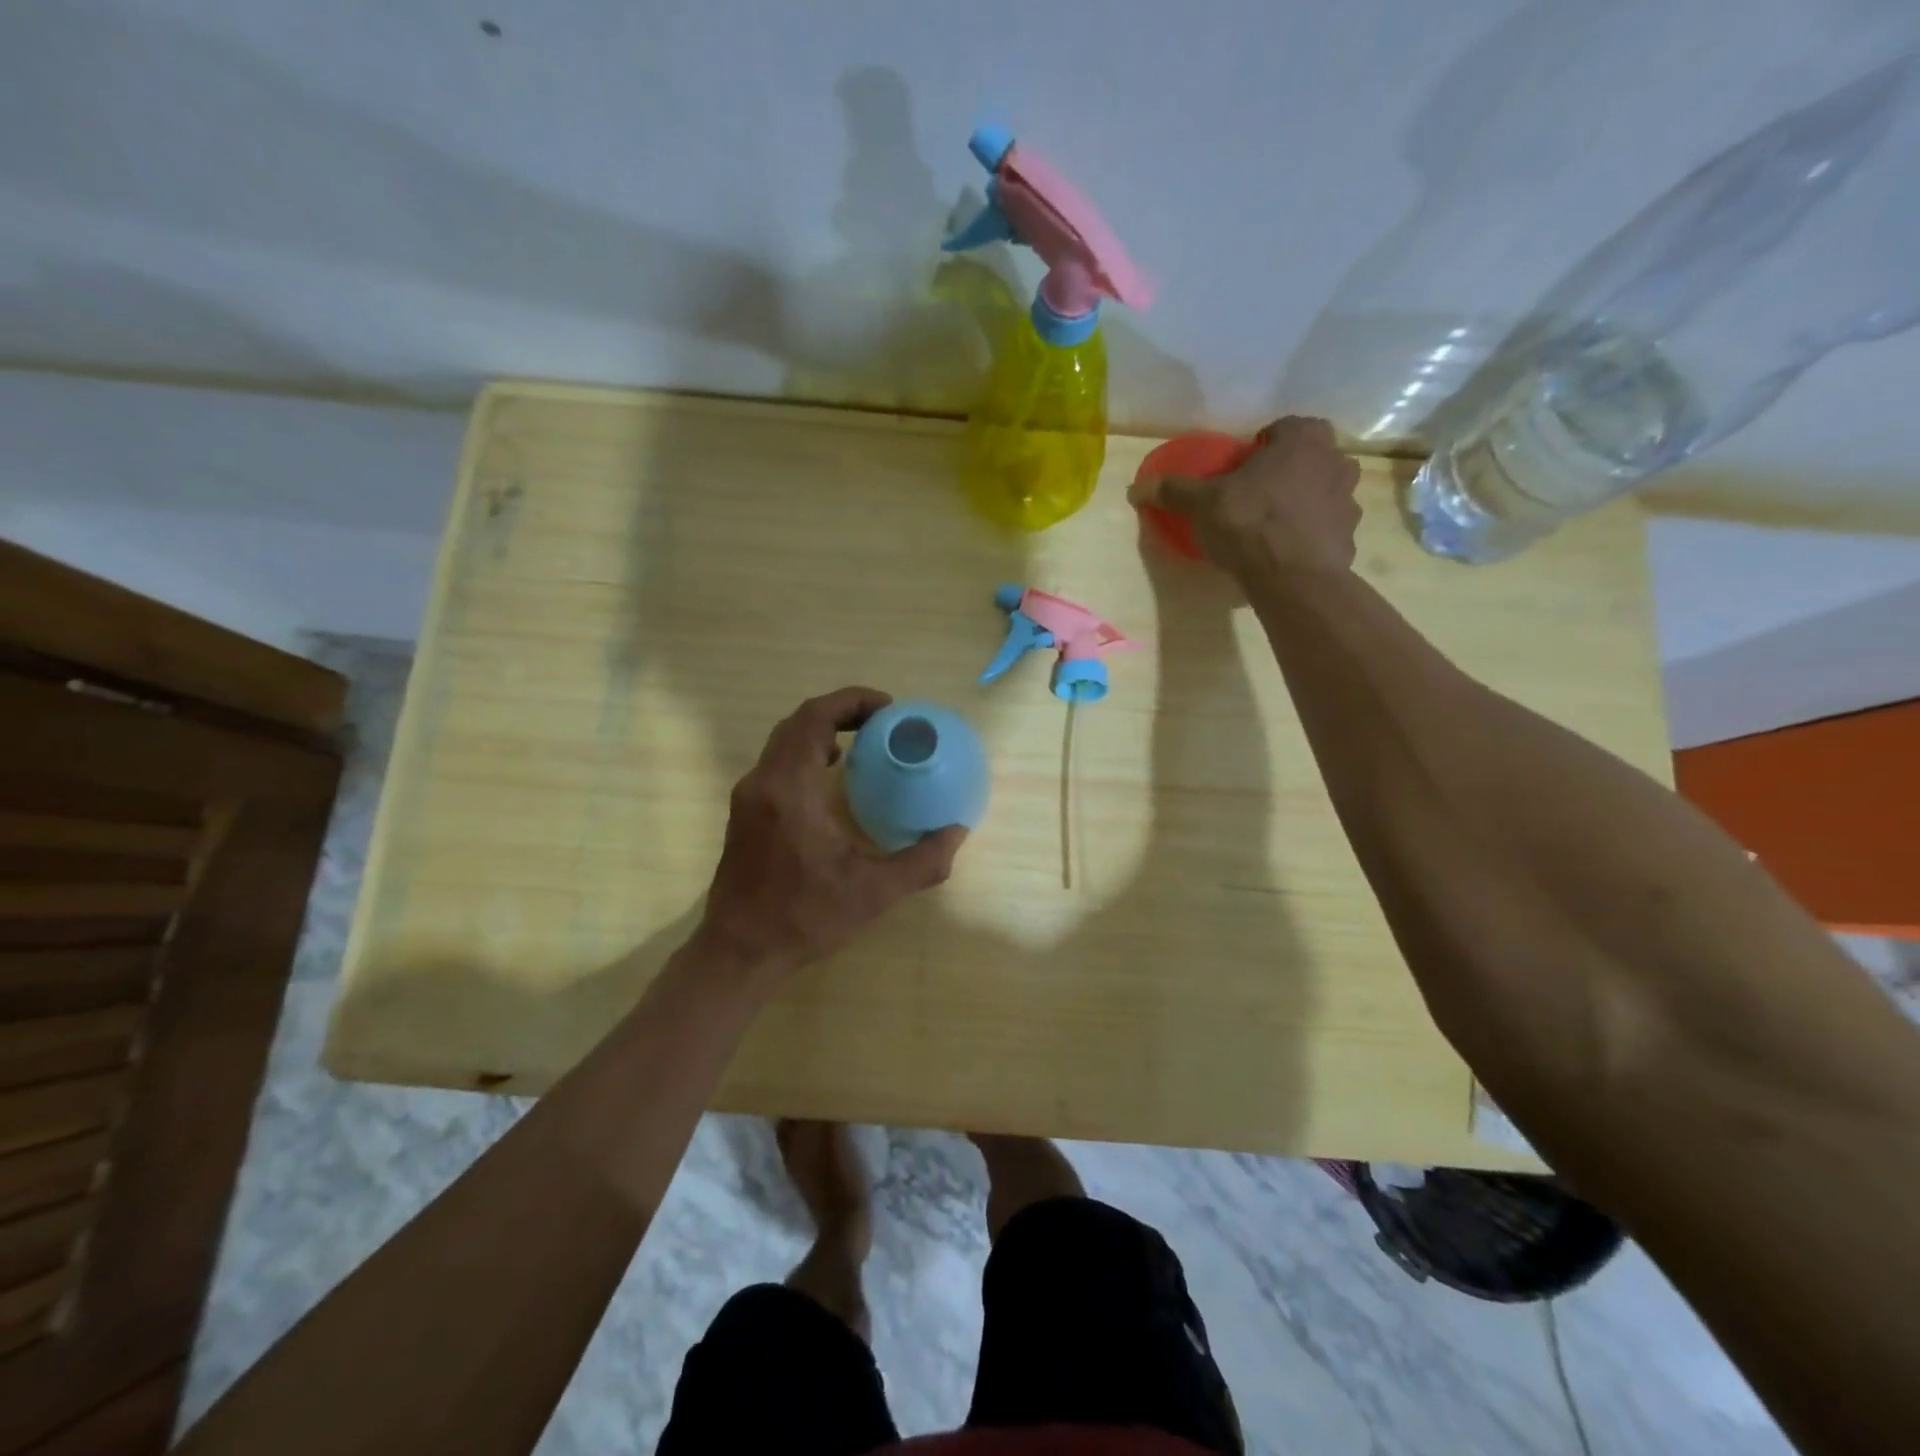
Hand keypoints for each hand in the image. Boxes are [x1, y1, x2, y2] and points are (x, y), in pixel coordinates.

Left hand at [699, 687, 966, 978]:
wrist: (739, 951)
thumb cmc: (805, 918)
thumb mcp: (874, 893)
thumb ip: (922, 862)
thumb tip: (956, 832)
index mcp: (790, 791)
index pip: (815, 718)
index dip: (852, 700)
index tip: (889, 708)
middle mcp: (763, 782)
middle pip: (798, 721)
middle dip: (841, 710)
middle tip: (882, 721)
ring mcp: (748, 796)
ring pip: (783, 740)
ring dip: (821, 729)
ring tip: (862, 741)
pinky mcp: (744, 811)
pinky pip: (776, 761)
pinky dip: (805, 750)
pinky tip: (831, 775)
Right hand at [1130, 416, 1360, 583]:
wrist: (1293, 578)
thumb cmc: (1249, 523)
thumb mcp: (1202, 504)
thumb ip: (1175, 490)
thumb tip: (1136, 487)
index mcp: (1304, 437)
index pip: (1280, 429)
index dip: (1258, 449)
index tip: (1239, 472)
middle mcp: (1335, 460)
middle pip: (1305, 459)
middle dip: (1285, 473)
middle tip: (1254, 497)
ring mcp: (1349, 499)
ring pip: (1320, 492)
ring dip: (1301, 503)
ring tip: (1270, 528)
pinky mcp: (1351, 536)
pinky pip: (1325, 528)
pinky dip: (1309, 536)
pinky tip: (1284, 554)